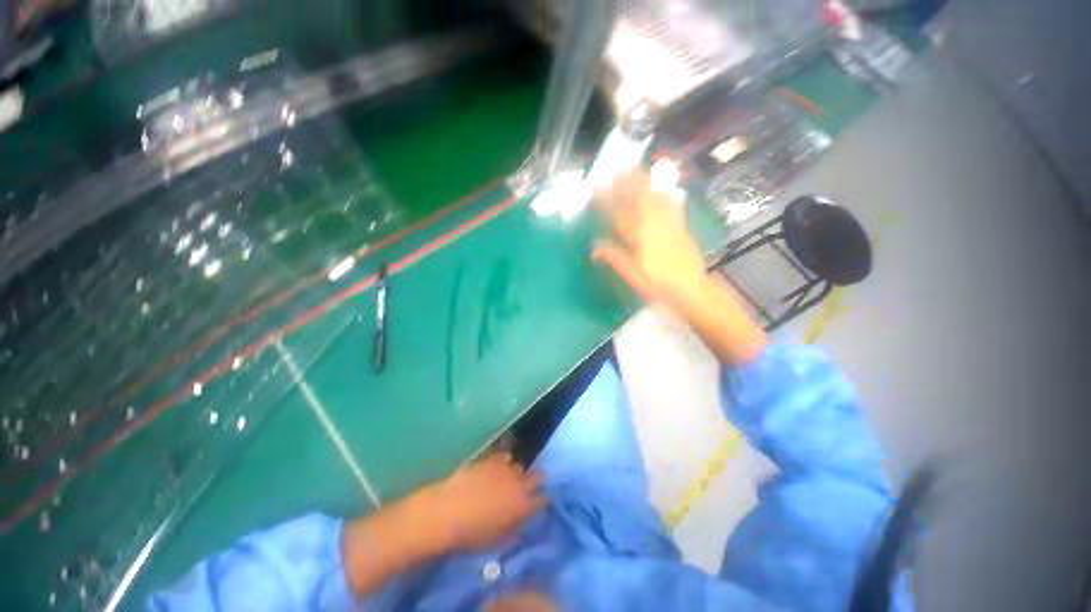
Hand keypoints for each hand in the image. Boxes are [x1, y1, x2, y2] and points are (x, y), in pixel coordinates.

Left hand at [422, 452, 545, 551]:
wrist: (448, 511)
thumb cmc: (471, 534)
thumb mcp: (496, 540)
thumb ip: (513, 530)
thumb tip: (520, 523)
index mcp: (523, 506)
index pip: (542, 499)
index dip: (542, 500)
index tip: (538, 502)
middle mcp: (519, 484)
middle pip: (538, 476)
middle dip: (535, 480)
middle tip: (526, 488)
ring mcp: (506, 468)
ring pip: (520, 466)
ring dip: (516, 473)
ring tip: (507, 478)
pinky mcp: (492, 458)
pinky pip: (504, 456)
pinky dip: (503, 462)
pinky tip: (495, 468)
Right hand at [592, 169, 708, 310]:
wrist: (691, 289)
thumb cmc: (657, 284)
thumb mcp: (631, 274)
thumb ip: (614, 257)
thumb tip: (593, 246)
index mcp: (638, 237)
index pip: (618, 213)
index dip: (606, 198)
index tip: (597, 184)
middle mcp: (653, 225)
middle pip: (637, 199)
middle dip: (627, 181)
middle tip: (619, 163)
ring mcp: (669, 224)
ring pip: (654, 198)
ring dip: (645, 181)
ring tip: (638, 166)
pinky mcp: (681, 227)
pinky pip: (673, 205)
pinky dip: (668, 194)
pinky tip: (666, 186)